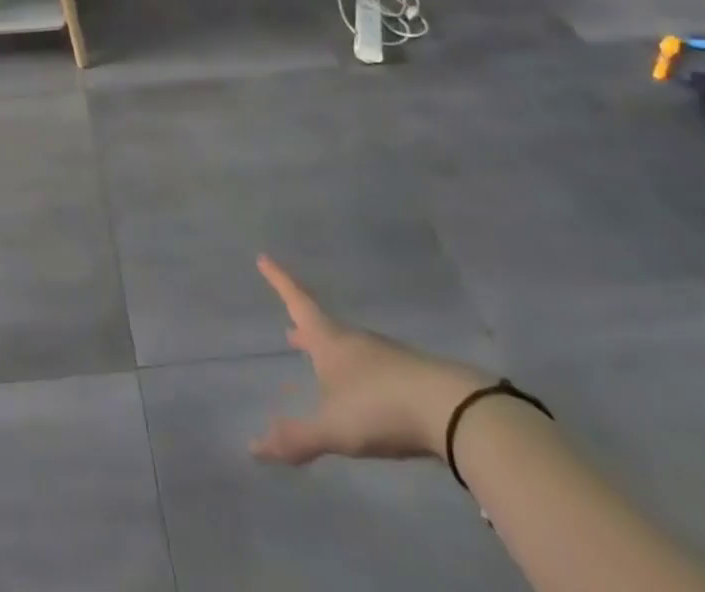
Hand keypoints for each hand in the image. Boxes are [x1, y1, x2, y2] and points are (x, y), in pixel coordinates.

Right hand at [251, 255, 488, 464]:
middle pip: (321, 327)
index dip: (278, 281)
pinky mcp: (407, 376)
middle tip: (288, 329)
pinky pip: (369, 368)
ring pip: (347, 348)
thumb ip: (297, 437)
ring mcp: (383, 356)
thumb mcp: (334, 427)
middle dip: (303, 329)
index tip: (263, 257)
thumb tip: (253, 448)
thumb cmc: (380, 406)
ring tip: (318, 362)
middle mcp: (353, 341)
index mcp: (329, 341)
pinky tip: (359, 392)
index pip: (297, 302)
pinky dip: (353, 373)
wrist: (451, 410)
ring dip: (328, 352)